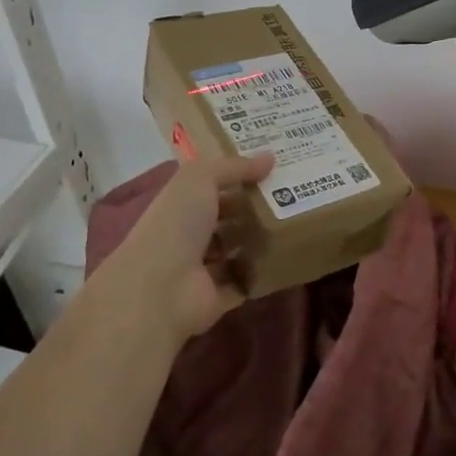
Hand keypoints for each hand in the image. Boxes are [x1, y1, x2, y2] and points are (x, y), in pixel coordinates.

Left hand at [101, 152, 275, 340]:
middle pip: (226, 220)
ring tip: (294, 225)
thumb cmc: (176, 225)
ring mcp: (202, 270)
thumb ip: (234, 167)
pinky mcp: (217, 298)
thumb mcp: (200, 179)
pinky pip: (245, 282)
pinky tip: (286, 259)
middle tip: (292, 198)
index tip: (272, 170)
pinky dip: (261, 274)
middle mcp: (188, 236)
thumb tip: (270, 157)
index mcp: (179, 205)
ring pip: (236, 251)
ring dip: (259, 241)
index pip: (210, 188)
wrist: (160, 289)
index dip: (237, 177)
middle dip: (253, 210)